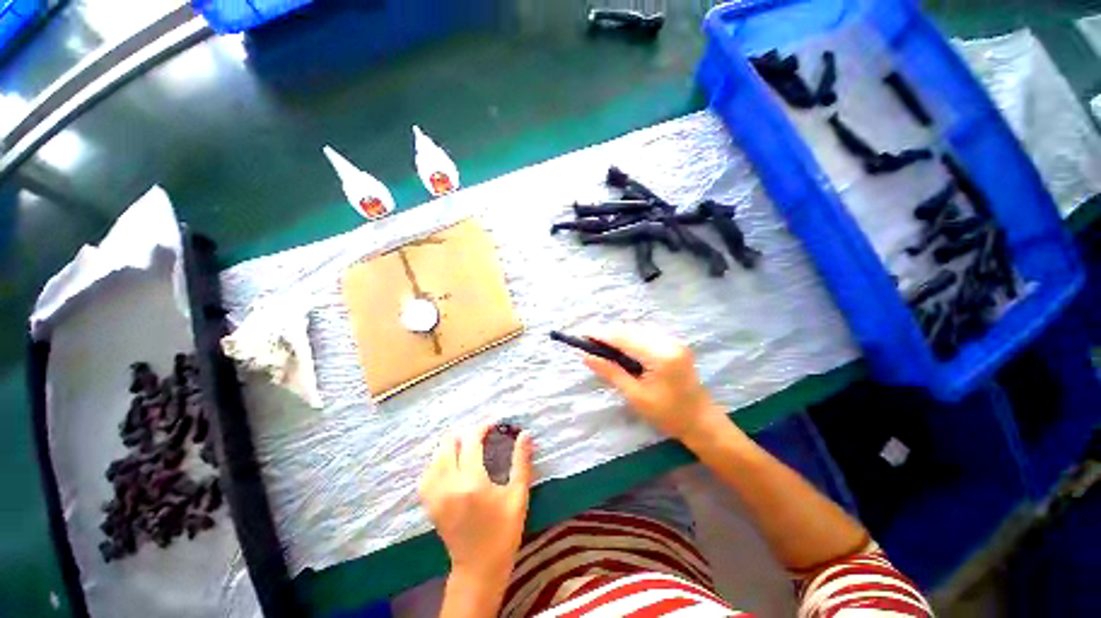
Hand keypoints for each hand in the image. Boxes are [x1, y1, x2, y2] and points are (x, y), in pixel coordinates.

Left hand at [419, 425, 533, 581]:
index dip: (481, 428)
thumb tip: (525, 434)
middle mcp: (448, 485)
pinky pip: (426, 474)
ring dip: (450, 447)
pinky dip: (437, 463)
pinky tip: (449, 465)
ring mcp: (435, 495)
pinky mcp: (429, 504)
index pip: (471, 441)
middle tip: (480, 437)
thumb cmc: (504, 531)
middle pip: (448, 444)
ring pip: (435, 457)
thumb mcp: (518, 494)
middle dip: (464, 434)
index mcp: (472, 481)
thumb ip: (521, 461)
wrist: (479, 568)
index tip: (493, 426)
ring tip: (466, 448)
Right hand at [582, 324, 725, 441]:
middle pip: (631, 329)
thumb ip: (610, 372)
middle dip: (609, 333)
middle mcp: (668, 342)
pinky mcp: (675, 344)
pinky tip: (623, 348)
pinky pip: (647, 334)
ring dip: (619, 334)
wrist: (701, 421)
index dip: (601, 334)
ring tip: (603, 346)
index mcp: (660, 355)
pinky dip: (632, 337)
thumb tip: (586, 356)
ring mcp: (674, 341)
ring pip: (638, 329)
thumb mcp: (635, 395)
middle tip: (590, 343)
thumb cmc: (668, 414)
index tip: (582, 335)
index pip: (624, 337)